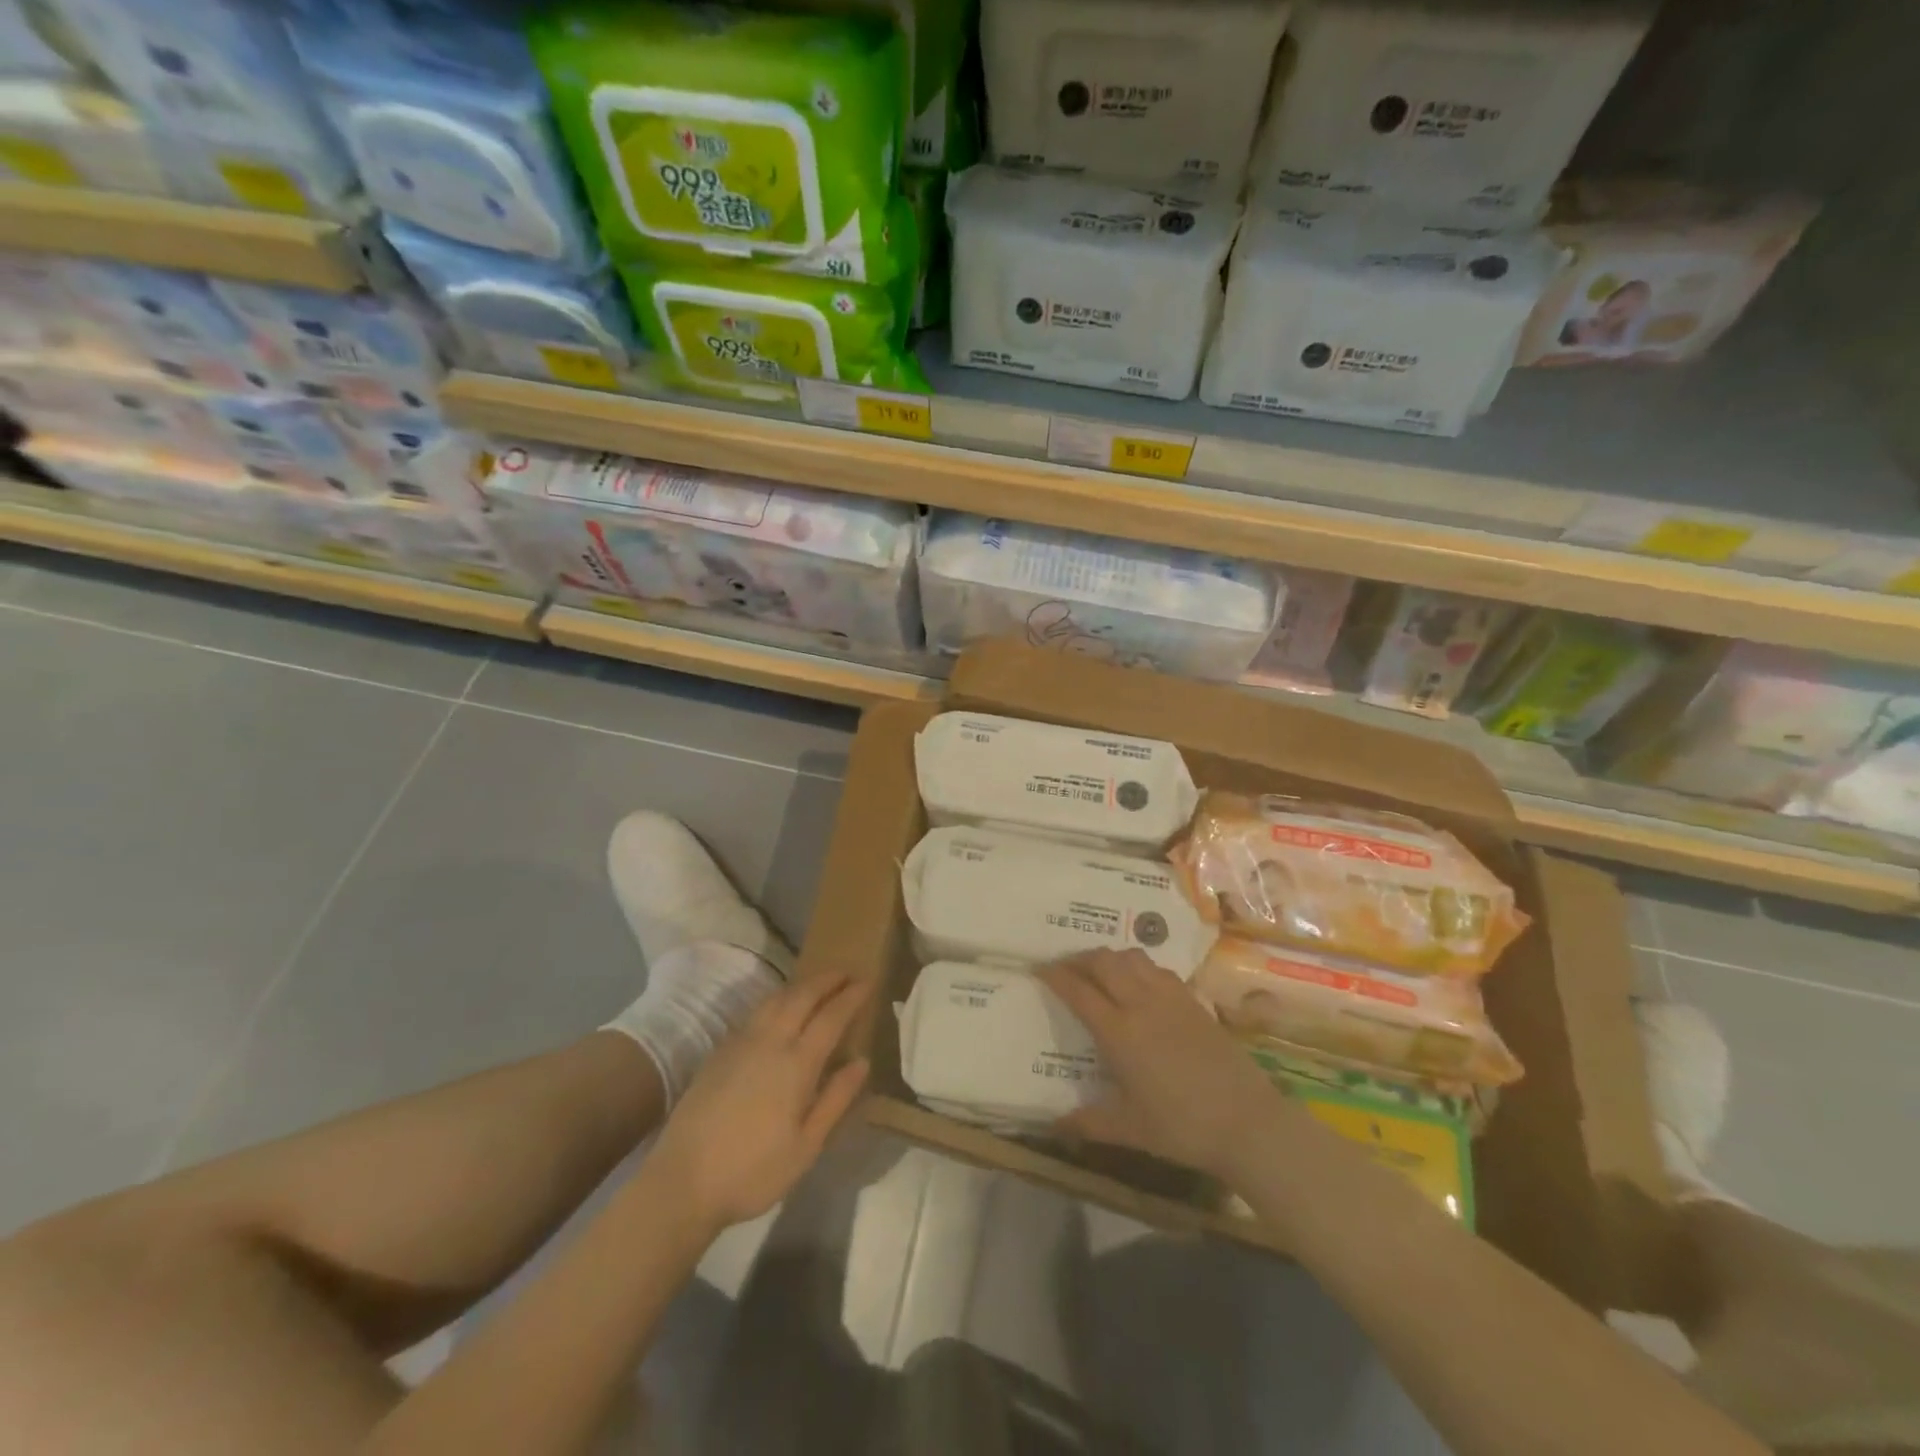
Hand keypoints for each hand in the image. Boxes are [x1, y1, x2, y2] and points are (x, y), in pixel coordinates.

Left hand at [650, 974, 870, 1229]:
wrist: (682, 1181)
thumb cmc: (753, 1171)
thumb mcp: (806, 1147)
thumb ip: (836, 1099)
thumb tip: (862, 1061)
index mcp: (796, 1064)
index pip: (831, 1017)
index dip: (851, 996)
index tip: (868, 981)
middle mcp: (769, 1042)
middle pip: (802, 996)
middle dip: (827, 980)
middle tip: (847, 972)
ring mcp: (741, 1043)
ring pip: (776, 999)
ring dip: (801, 985)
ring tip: (818, 984)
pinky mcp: (720, 1051)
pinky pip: (757, 1011)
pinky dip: (777, 999)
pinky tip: (780, 1008)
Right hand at [1038, 950, 1285, 1179]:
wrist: (1247, 1122)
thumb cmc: (1182, 1127)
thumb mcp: (1130, 1129)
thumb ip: (1089, 1123)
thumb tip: (1054, 1125)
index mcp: (1119, 1033)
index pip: (1079, 991)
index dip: (1056, 975)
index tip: (1039, 969)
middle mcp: (1141, 1004)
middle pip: (1104, 962)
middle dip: (1080, 958)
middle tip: (1066, 968)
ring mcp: (1171, 998)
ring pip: (1132, 957)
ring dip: (1110, 957)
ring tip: (1100, 971)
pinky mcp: (1194, 1001)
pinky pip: (1158, 969)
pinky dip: (1139, 967)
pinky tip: (1140, 984)